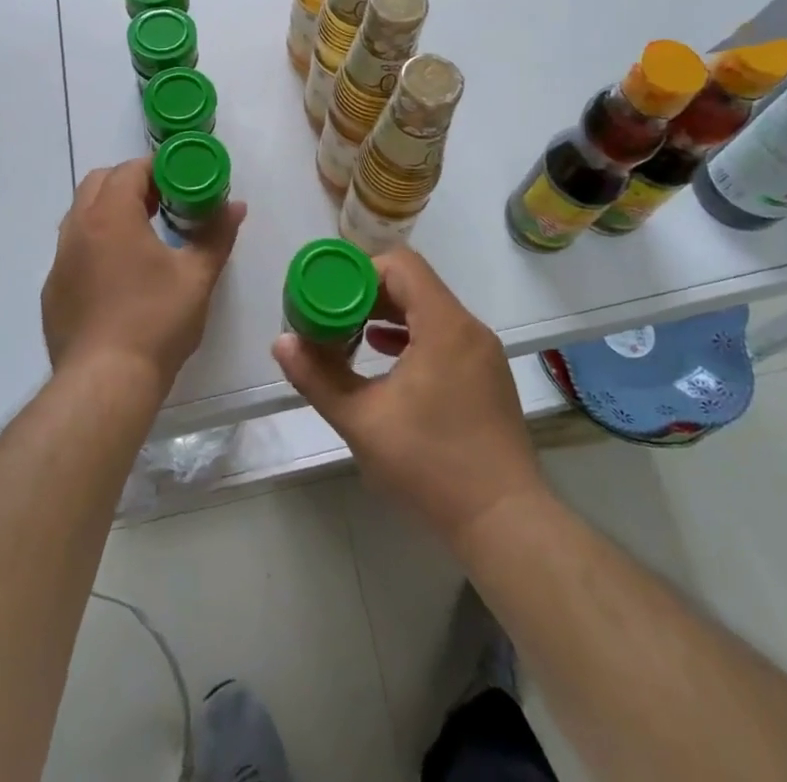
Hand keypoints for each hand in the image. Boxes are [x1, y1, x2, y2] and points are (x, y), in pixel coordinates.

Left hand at [41, 158, 244, 396]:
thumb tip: (236, 206)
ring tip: (142, 237)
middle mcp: (78, 229)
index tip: (180, 183)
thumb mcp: (197, 277)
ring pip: (81, 216)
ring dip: (110, 213)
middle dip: (130, 184)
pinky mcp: (53, 291)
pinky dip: (95, 246)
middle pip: (99, 183)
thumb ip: (216, 235)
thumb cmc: (156, 321)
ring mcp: (60, 261)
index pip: (130, 170)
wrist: (104, 383)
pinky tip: (118, 278)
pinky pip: (73, 251)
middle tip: (163, 204)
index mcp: (111, 215)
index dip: (157, 170)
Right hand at [272, 247, 545, 544]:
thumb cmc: (431, 464)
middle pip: (414, 285)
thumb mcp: (362, 420)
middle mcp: (468, 327)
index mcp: (444, 324)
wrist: (505, 521)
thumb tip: (281, 343)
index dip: (360, 271)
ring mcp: (483, 352)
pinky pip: (445, 335)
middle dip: (369, 295)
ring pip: (430, 311)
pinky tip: (386, 359)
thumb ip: (318, 377)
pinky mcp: (487, 376)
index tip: (330, 296)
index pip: (401, 265)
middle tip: (333, 316)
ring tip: (353, 336)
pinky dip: (413, 336)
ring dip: (389, 316)